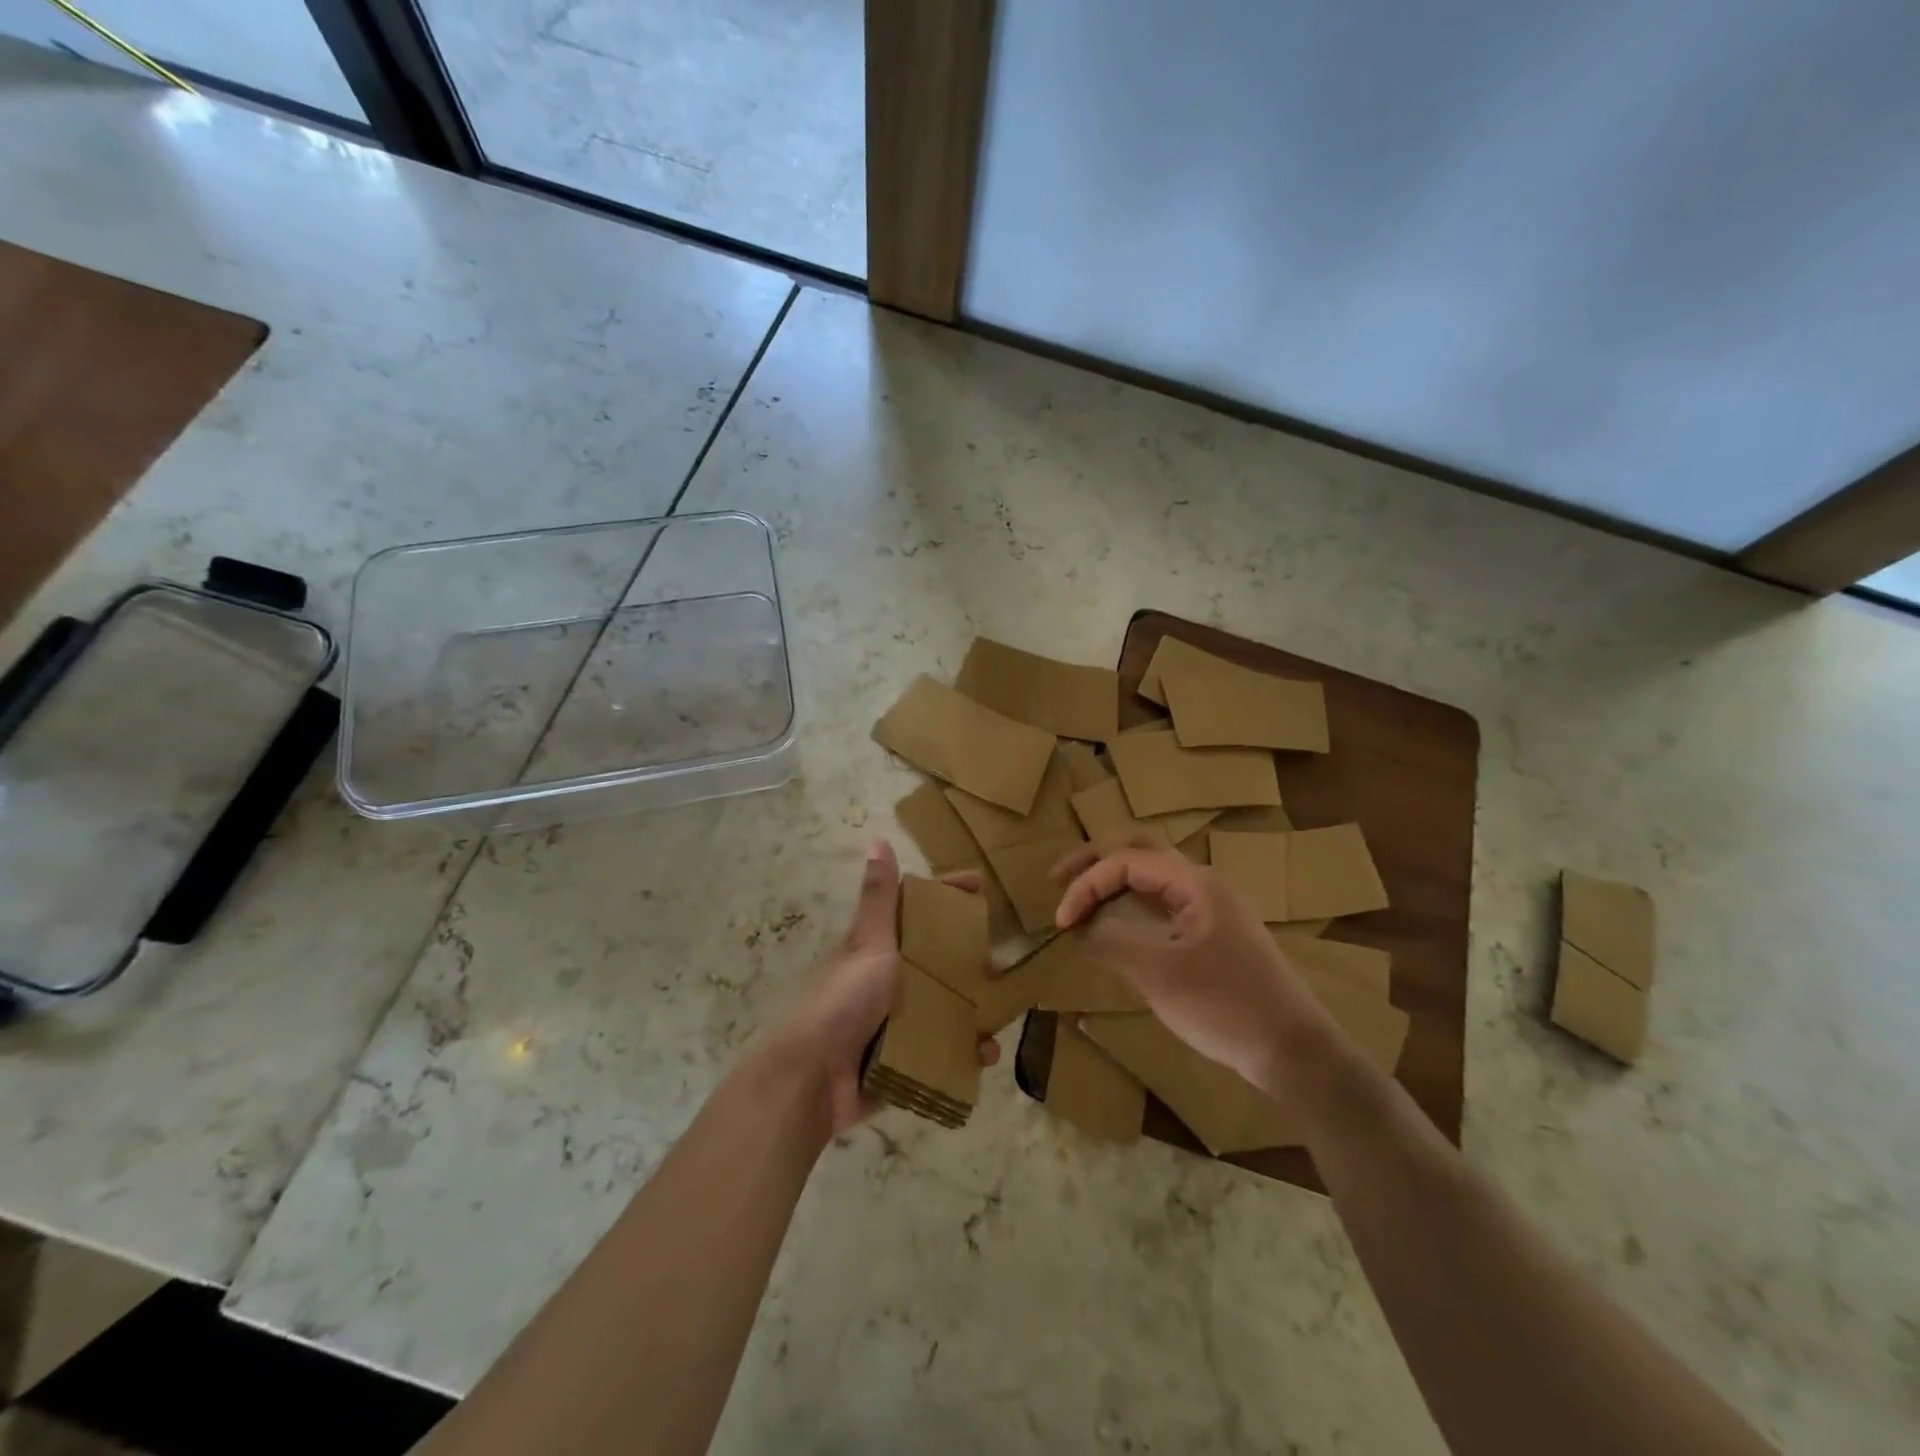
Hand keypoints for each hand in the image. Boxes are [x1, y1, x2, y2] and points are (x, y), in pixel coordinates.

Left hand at [765, 839, 999, 1137]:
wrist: (813, 1078)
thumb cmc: (843, 1000)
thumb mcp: (868, 943)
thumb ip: (879, 898)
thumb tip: (877, 838)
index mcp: (879, 949)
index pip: (919, 911)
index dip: (947, 895)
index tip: (980, 884)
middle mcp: (887, 982)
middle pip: (937, 962)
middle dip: (970, 962)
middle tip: (1002, 964)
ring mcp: (894, 1023)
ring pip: (943, 1010)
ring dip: (972, 1013)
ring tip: (999, 1019)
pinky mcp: (901, 1062)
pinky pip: (941, 1053)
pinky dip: (963, 1055)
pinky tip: (984, 1056)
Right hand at [1052, 845, 1333, 1091]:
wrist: (1294, 1050)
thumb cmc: (1226, 1006)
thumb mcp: (1160, 976)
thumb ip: (1114, 943)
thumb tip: (1083, 929)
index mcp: (1193, 883)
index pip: (1124, 861)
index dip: (1085, 885)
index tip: (1061, 923)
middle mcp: (1201, 884)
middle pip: (1139, 851)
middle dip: (1095, 861)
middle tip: (1058, 880)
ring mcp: (1210, 907)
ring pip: (1152, 875)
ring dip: (1113, 880)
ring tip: (1081, 899)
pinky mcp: (1213, 932)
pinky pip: (1163, 902)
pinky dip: (1132, 904)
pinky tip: (1116, 924)